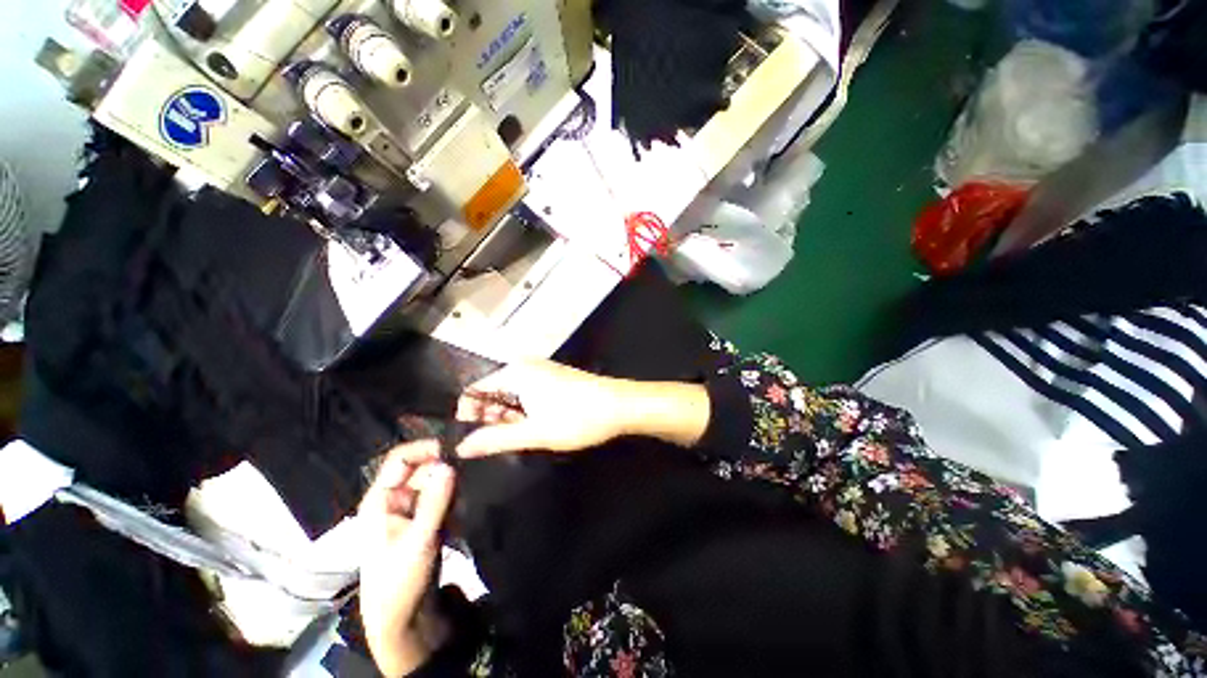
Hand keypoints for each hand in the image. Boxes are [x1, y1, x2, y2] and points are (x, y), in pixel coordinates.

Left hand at [358, 442, 455, 676]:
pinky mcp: (428, 520)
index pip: (400, 459)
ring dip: (453, 479)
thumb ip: (435, 501)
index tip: (456, 445)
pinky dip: (456, 493)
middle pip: (422, 467)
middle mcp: (396, 498)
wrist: (403, 619)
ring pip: (435, 481)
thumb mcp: (419, 539)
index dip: (425, 448)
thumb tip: (451, 464)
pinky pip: (443, 496)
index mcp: (382, 499)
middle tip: (475, 460)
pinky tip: (472, 493)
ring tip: (477, 474)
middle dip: (445, 463)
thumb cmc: (400, 579)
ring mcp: (413, 509)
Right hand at [455, 360, 630, 456]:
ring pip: (511, 395)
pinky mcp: (554, 378)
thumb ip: (495, 439)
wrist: (620, 405)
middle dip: (492, 418)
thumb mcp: (534, 432)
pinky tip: (536, 426)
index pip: (475, 390)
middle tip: (502, 442)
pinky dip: (525, 410)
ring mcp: (541, 371)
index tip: (473, 439)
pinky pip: (527, 393)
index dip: (469, 415)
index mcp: (515, 372)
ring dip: (510, 417)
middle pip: (493, 392)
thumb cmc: (576, 417)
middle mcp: (525, 366)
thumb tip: (461, 448)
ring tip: (522, 436)